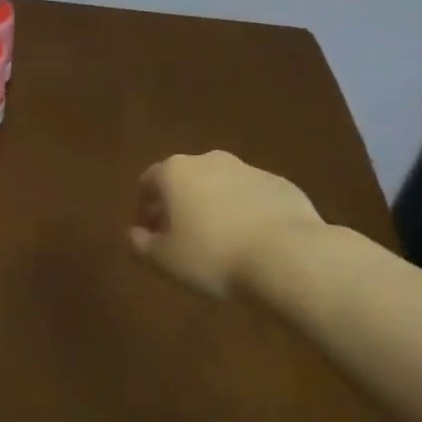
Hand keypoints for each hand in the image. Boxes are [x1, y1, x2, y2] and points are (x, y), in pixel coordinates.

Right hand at [128, 150, 326, 299]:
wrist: (287, 257)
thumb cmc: (212, 257)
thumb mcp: (164, 260)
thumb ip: (140, 245)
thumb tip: (134, 234)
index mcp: (175, 172)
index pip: (148, 182)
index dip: (144, 208)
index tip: (149, 235)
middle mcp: (210, 160)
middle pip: (185, 180)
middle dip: (180, 206)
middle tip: (183, 240)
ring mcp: (249, 169)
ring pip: (221, 187)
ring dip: (215, 208)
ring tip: (221, 245)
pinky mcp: (282, 185)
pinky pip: (253, 199)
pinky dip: (246, 214)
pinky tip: (253, 244)